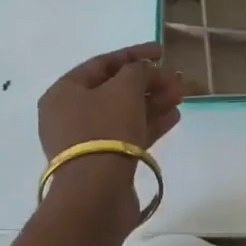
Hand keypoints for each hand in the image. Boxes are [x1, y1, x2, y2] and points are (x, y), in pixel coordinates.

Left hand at [37, 42, 183, 161]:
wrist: (96, 194)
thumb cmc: (105, 129)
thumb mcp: (125, 88)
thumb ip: (138, 70)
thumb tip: (146, 71)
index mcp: (64, 92)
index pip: (102, 63)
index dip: (134, 54)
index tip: (162, 52)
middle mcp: (69, 114)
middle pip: (115, 89)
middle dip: (148, 82)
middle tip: (176, 79)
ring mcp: (85, 140)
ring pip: (123, 112)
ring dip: (152, 101)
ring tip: (180, 96)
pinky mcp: (101, 162)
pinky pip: (127, 134)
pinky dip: (149, 123)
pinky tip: (173, 116)